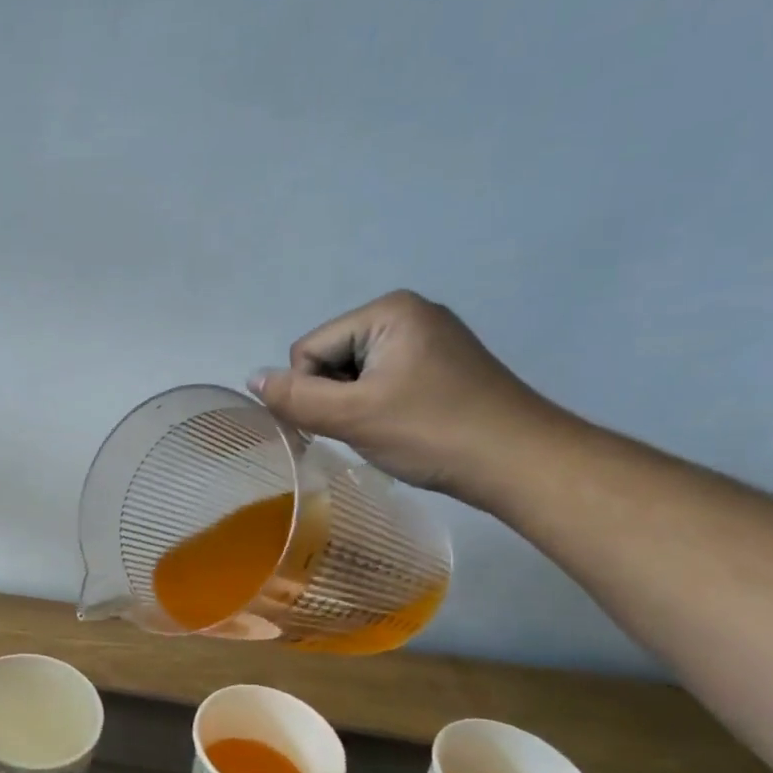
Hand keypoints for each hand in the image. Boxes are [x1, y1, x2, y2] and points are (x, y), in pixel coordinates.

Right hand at [247, 290, 568, 502]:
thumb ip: (295, 398)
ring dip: (357, 406)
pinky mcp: (441, 365)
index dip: (314, 392)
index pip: (308, 350)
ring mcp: (429, 338)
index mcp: (387, 310)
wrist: (520, 462)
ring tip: (390, 430)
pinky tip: (404, 427)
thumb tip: (251, 379)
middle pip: (330, 358)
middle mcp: (408, 313)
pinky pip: (382, 381)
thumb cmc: (432, 432)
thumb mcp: (352, 416)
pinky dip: (380, 407)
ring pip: (354, 374)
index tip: (349, 420)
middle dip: (337, 397)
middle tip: (371, 427)